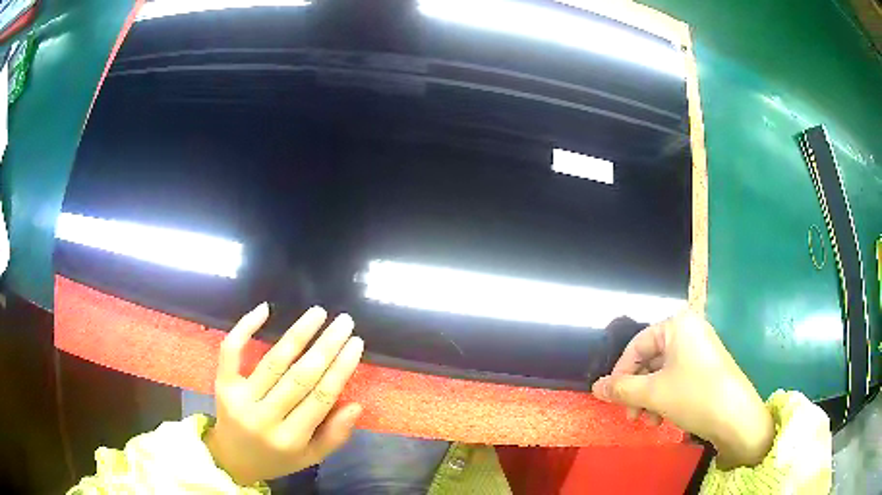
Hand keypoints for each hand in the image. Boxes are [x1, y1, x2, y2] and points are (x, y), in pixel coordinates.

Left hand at [205, 303, 364, 484]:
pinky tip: (265, 309)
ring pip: (273, 361)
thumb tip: (356, 405)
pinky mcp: (222, 384)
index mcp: (290, 439)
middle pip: (299, 377)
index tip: (356, 343)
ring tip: (318, 313)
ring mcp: (240, 399)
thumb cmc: (276, 458)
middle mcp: (264, 418)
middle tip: (344, 322)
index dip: (340, 369)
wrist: (232, 458)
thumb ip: (335, 435)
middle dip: (325, 347)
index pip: (321, 398)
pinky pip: (231, 352)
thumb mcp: (311, 457)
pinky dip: (245, 327)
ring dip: (298, 334)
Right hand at [592, 310, 773, 468]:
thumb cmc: (694, 395)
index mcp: (677, 325)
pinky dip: (665, 398)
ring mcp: (700, 350)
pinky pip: (677, 378)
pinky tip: (663, 419)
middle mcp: (689, 331)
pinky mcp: (707, 368)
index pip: (636, 345)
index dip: (620, 373)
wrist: (736, 416)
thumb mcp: (653, 393)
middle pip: (650, 360)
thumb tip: (595, 387)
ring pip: (662, 373)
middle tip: (631, 416)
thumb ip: (621, 389)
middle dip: (637, 391)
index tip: (612, 398)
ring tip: (649, 422)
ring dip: (649, 399)